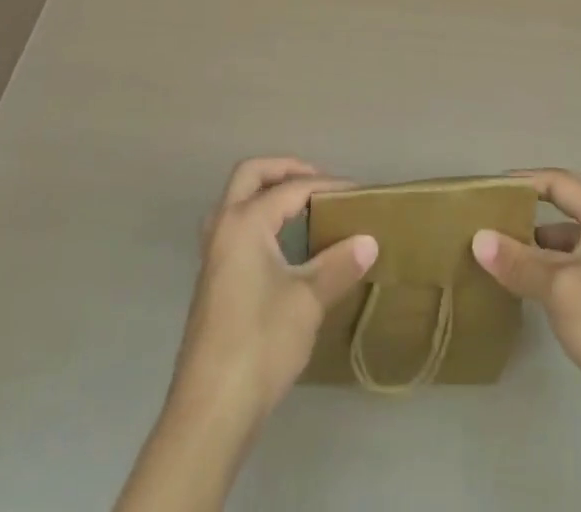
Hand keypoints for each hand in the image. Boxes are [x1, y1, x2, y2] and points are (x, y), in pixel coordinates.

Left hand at [115, 158, 377, 511]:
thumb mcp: (307, 301)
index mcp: (244, 222)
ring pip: (236, 201)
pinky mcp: (212, 282)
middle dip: (285, 170)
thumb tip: (369, 241)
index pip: (291, 188)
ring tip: (300, 207)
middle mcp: (223, 227)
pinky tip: (280, 246)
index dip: (327, 186)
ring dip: (265, 193)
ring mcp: (212, 255)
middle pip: (250, 175)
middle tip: (318, 182)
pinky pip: (234, 227)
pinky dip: (258, 219)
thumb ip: (338, 264)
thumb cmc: (260, 343)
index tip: (358, 192)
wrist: (211, 410)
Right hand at [474, 169, 580, 510]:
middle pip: (579, 201)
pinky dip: (550, 266)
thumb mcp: (557, 286)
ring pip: (575, 238)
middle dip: (547, 198)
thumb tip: (477, 238)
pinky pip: (573, 268)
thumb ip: (516, 260)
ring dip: (544, 237)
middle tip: (513, 204)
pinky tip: (524, 282)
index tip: (491, 189)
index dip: (527, 181)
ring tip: (505, 245)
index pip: (562, 183)